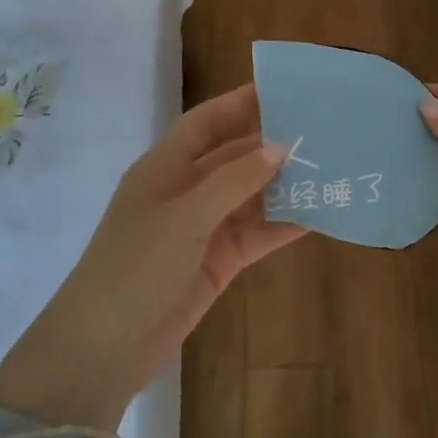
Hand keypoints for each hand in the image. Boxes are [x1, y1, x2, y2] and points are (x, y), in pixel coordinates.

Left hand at [0, 85, 301, 429]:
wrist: (105, 348)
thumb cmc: (134, 267)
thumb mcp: (183, 217)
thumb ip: (233, 181)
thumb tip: (281, 147)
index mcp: (164, 169)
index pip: (206, 123)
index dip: (240, 103)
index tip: (283, 89)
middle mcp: (185, 192)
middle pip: (235, 158)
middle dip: (274, 146)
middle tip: (323, 131)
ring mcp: (203, 229)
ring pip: (252, 197)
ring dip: (285, 186)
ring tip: (332, 169)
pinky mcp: (219, 262)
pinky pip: (257, 235)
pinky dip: (284, 225)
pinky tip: (320, 215)